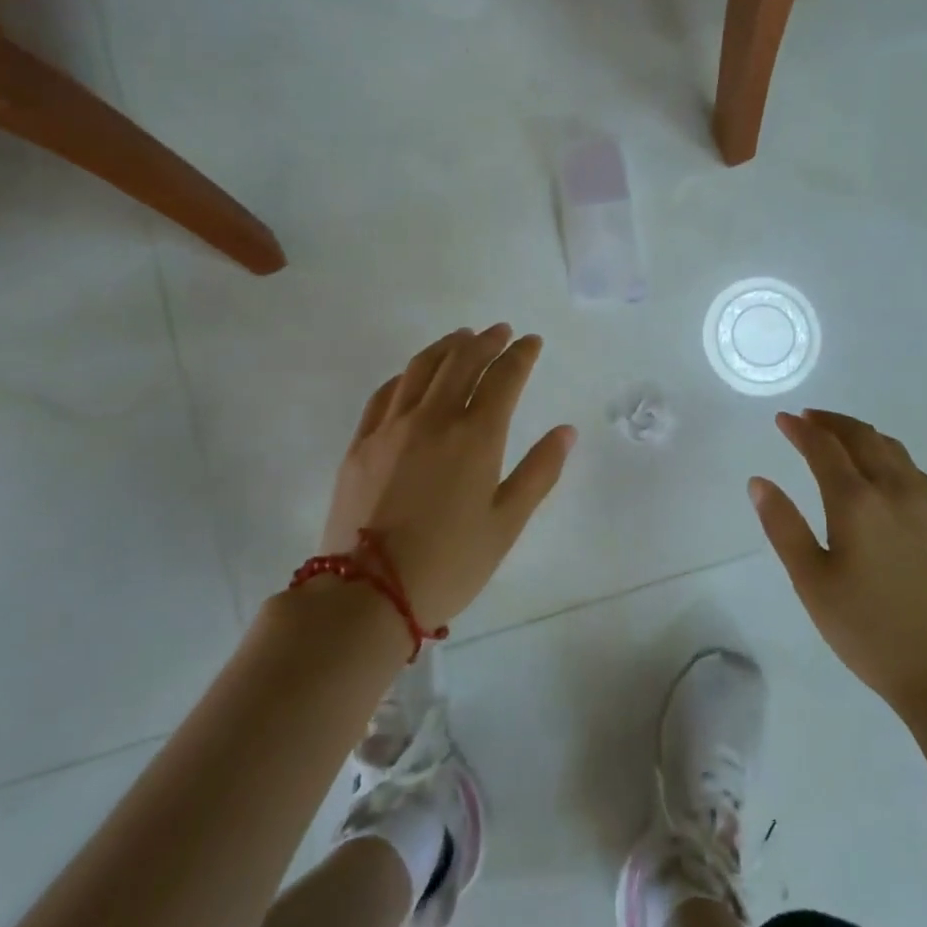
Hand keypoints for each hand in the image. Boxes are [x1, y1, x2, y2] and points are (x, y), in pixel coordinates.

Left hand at [321, 325, 576, 626]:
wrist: (368, 595)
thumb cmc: (449, 563)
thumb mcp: (507, 524)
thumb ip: (539, 472)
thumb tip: (565, 431)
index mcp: (475, 436)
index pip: (504, 377)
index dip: (521, 354)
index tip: (531, 341)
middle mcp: (433, 418)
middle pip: (462, 361)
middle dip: (486, 341)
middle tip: (500, 331)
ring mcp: (392, 427)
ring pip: (421, 368)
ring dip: (446, 346)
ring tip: (461, 337)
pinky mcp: (361, 443)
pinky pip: (386, 393)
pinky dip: (406, 374)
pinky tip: (413, 374)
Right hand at [750, 410, 926, 714]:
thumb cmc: (869, 631)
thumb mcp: (812, 583)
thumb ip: (783, 527)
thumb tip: (759, 482)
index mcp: (856, 501)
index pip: (824, 448)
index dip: (800, 430)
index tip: (782, 419)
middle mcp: (894, 490)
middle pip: (862, 437)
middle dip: (831, 422)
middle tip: (808, 418)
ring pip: (893, 449)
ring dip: (862, 434)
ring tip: (841, 436)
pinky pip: (914, 470)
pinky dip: (890, 454)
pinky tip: (885, 470)